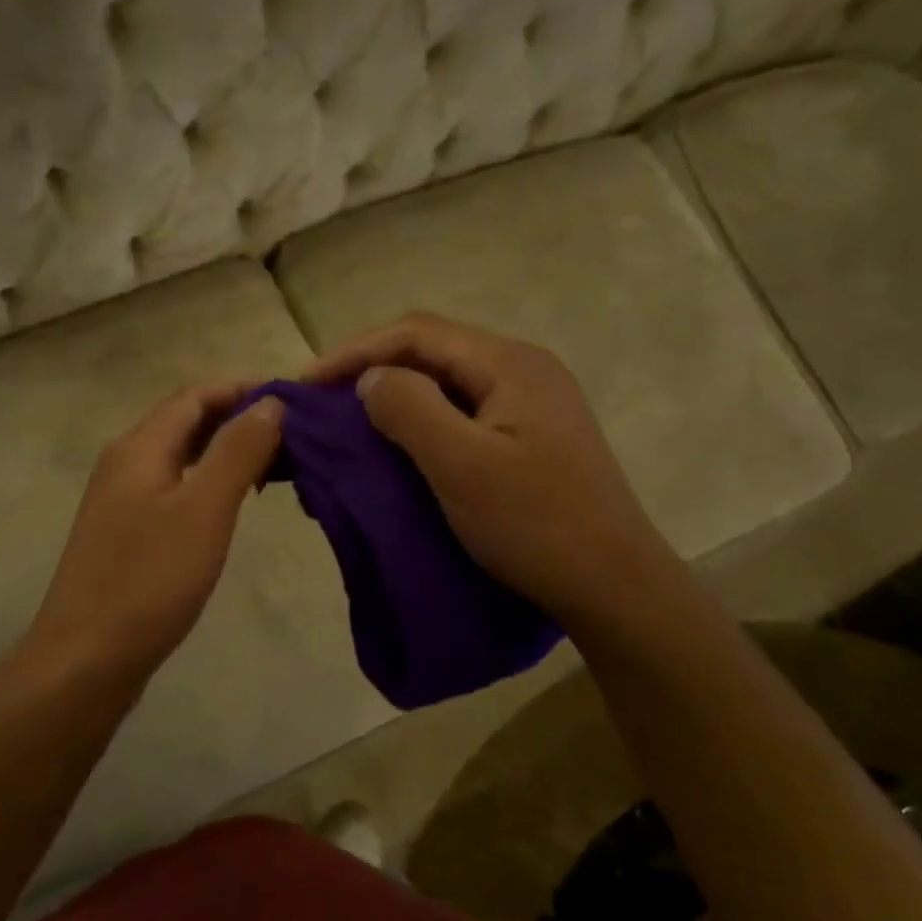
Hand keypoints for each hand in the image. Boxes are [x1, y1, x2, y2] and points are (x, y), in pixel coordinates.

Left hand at [23, 382, 283, 691]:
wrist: (86, 659)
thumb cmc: (148, 581)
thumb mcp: (203, 510)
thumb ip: (237, 451)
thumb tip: (270, 402)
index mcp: (140, 447)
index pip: (196, 395)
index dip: (244, 390)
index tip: (295, 401)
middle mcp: (125, 463)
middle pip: (187, 422)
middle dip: (239, 420)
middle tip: (295, 437)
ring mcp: (122, 500)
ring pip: (182, 458)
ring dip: (227, 453)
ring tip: (276, 467)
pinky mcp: (127, 534)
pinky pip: (175, 490)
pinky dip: (210, 484)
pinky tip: (235, 506)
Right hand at [304, 313, 674, 626]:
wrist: (613, 587)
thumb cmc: (535, 524)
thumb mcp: (461, 465)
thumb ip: (410, 409)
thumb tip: (372, 379)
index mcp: (510, 364)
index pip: (416, 333)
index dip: (355, 352)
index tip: (307, 386)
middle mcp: (523, 370)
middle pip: (432, 352)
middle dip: (372, 371)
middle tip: (323, 406)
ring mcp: (531, 405)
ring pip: (446, 384)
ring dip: (395, 398)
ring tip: (351, 426)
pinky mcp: (530, 439)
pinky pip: (462, 415)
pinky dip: (422, 424)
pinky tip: (398, 449)